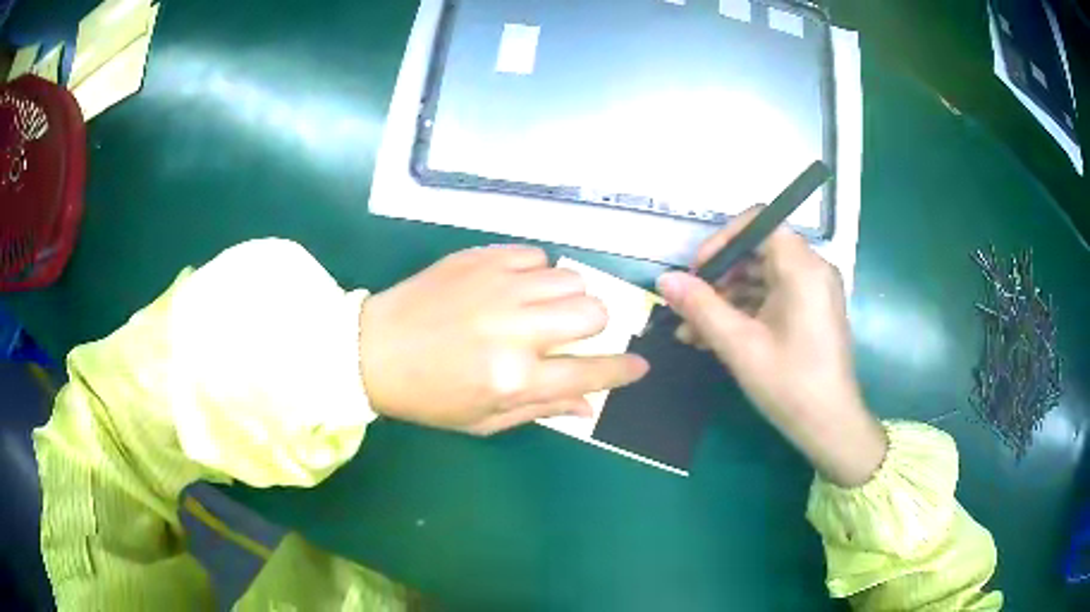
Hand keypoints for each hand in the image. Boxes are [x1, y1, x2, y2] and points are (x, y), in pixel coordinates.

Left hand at [358, 246, 648, 435]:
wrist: (372, 350)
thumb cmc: (427, 397)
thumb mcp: (483, 420)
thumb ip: (542, 409)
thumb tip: (590, 406)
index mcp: (514, 377)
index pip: (591, 371)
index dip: (623, 369)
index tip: (638, 365)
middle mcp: (515, 328)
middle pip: (593, 312)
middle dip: (594, 327)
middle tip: (569, 335)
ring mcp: (499, 286)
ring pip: (571, 278)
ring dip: (566, 298)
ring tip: (538, 310)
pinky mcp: (482, 257)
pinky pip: (537, 255)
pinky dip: (536, 273)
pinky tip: (514, 287)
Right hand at [656, 207, 886, 486]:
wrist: (830, 427)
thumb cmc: (790, 384)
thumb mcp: (740, 345)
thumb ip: (701, 307)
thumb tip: (663, 279)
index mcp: (802, 267)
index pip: (758, 223)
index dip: (722, 241)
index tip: (696, 272)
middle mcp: (812, 270)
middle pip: (757, 252)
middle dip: (717, 278)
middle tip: (687, 307)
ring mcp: (812, 292)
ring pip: (761, 278)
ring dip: (725, 300)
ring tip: (691, 332)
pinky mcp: (810, 312)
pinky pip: (771, 297)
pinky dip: (744, 312)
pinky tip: (713, 338)